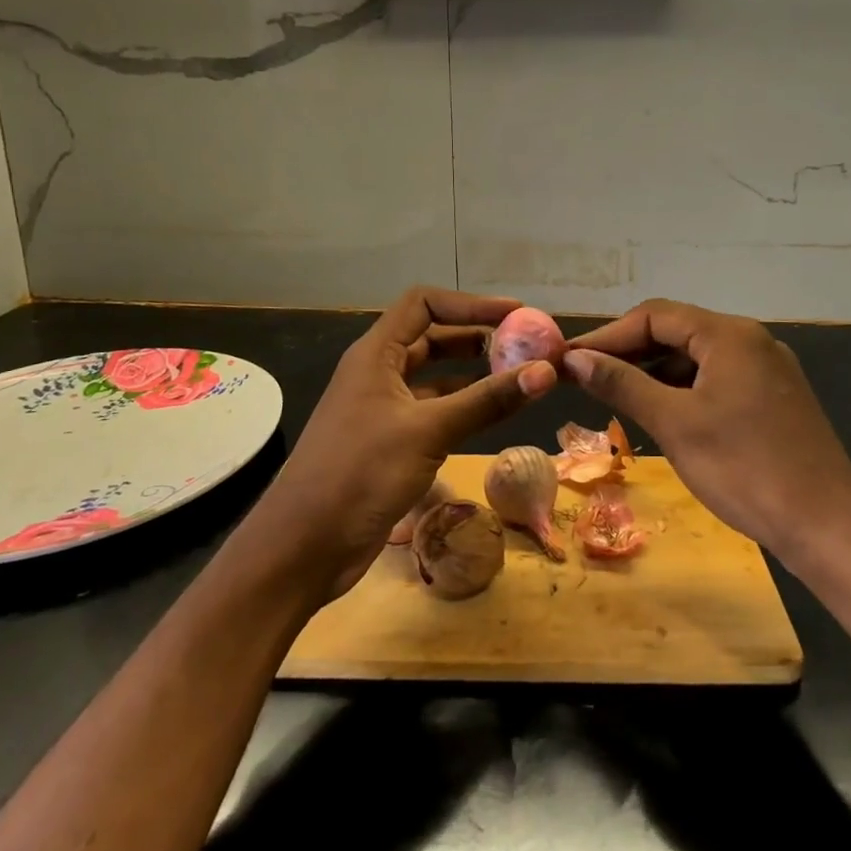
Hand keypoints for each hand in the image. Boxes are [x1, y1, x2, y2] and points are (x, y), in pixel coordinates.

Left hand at [238, 287, 557, 603]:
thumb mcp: (428, 431)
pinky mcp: (389, 443)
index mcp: (375, 354)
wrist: (303, 547)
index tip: (516, 315)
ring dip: (473, 374)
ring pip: (434, 377)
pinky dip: (462, 408)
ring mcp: (382, 409)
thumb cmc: (360, 473)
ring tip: (518, 377)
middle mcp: (378, 373)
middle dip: (477, 338)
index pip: (424, 304)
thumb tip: (547, 371)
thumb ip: (487, 400)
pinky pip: (433, 412)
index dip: (470, 303)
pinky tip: (493, 416)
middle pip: (432, 337)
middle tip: (524, 347)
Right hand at [563, 299, 850, 564]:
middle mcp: (750, 341)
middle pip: (676, 331)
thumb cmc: (744, 469)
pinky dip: (681, 389)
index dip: (608, 335)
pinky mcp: (772, 398)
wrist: (827, 526)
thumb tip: (574, 359)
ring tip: (613, 394)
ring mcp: (766, 370)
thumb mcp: (674, 423)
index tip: (570, 359)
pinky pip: (715, 379)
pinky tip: (658, 411)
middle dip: (628, 351)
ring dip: (653, 371)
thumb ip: (622, 384)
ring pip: (695, 357)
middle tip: (585, 377)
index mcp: (729, 334)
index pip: (654, 315)